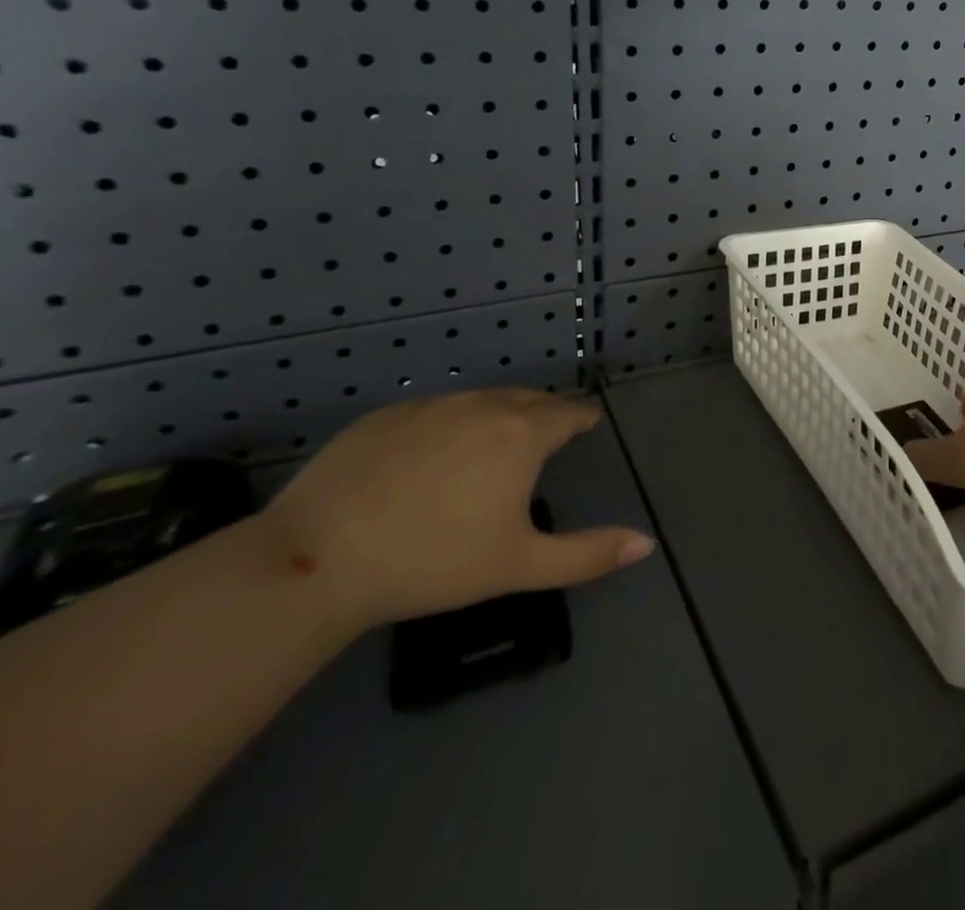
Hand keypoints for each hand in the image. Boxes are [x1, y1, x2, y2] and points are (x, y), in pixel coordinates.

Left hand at [264, 389, 655, 632]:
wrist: (317, 558)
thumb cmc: (433, 561)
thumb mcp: (519, 565)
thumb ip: (588, 554)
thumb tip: (646, 544)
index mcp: (521, 433)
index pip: (568, 412)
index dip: (581, 420)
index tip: (585, 428)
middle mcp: (482, 404)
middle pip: (528, 398)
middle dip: (544, 413)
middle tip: (545, 439)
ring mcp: (430, 405)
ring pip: (480, 399)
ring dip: (498, 415)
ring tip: (493, 445)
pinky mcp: (385, 415)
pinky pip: (434, 410)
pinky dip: (448, 424)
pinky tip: (431, 458)